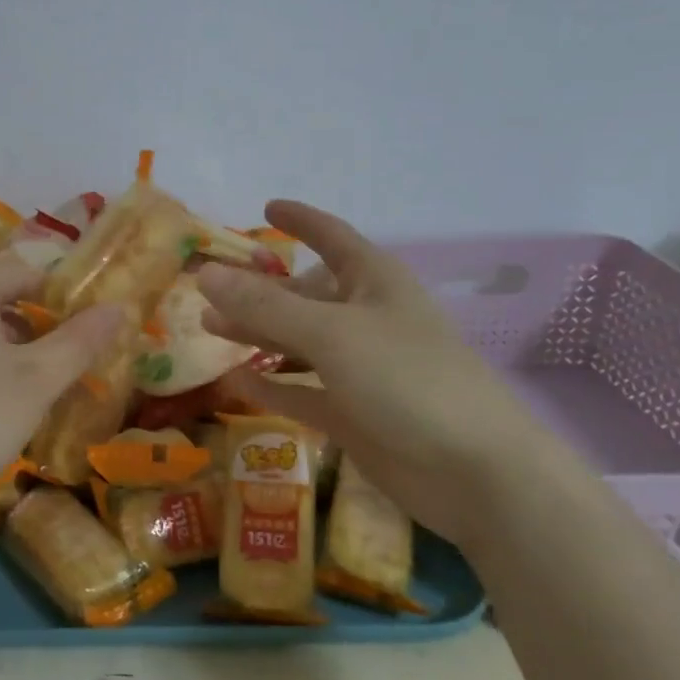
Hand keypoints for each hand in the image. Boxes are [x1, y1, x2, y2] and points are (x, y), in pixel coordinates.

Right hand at [197, 200, 567, 546]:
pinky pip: (302, 392)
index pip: (331, 237)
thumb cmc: (406, 379)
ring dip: (256, 335)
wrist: (475, 473)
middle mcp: (365, 318)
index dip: (301, 220)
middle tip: (207, 288)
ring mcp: (360, 369)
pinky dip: (272, 386)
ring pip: (297, 343)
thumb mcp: (331, 333)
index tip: (267, 207)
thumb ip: (265, 306)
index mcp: (373, 282)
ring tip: (208, 328)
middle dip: (259, 290)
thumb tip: (205, 274)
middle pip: (303, 295)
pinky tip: (236, 383)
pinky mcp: (353, 413)